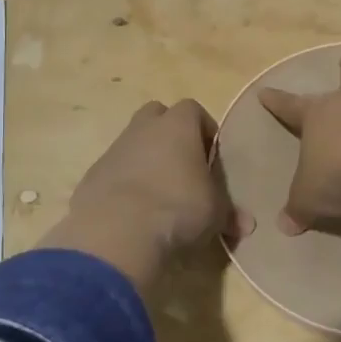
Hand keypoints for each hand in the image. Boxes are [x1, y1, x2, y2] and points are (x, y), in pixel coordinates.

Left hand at [41, 99, 251, 289]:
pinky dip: (125, 182)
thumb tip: (247, 225)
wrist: (117, 232)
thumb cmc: (178, 209)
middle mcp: (144, 128)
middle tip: (183, 166)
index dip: (204, 129)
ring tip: (160, 193)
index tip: (211, 156)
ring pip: (133, 142)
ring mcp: (114, 149)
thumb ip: (230, 214)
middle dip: (170, 134)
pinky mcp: (93, 175)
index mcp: (178, 126)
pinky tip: (135, 211)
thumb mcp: (215, 214)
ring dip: (146, 159)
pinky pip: (115, 169)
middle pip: (157, 115)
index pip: (193, 109)